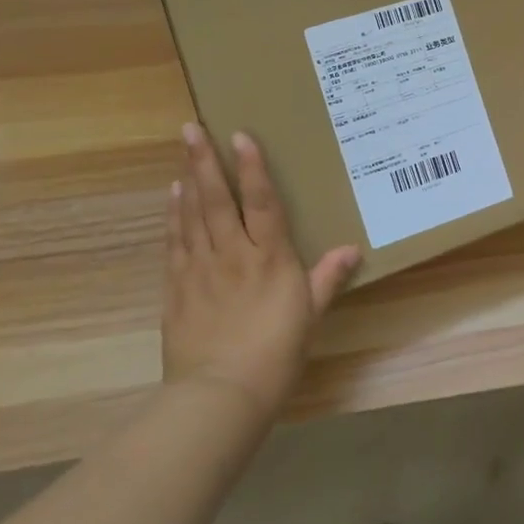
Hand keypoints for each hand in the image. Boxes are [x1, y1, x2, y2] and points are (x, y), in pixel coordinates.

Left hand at [163, 124, 360, 418]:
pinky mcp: (177, 289)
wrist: (220, 395)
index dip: (252, 167)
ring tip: (182, 151)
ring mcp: (200, 269)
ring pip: (192, 215)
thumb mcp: (310, 315)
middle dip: (204, 161)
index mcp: (269, 258)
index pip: (261, 203)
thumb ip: (327, 278)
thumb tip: (352, 249)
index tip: (240, 136)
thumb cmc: (275, 353)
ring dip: (187, 180)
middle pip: (217, 199)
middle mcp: (232, 254)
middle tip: (190, 128)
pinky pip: (174, 243)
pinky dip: (173, 216)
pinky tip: (172, 198)